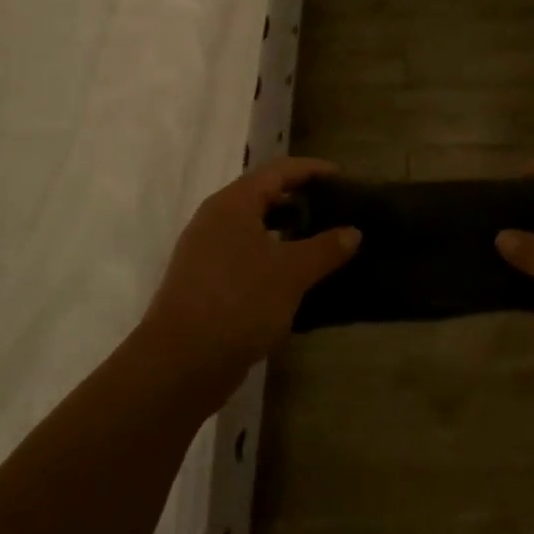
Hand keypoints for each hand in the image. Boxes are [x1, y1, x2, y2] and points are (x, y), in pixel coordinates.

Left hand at [142, 157, 359, 391]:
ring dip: (288, 232)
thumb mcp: (291, 273)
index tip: (343, 177)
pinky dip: (274, 258)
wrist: (180, 363)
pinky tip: (297, 279)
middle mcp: (216, 220)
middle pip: (264, 196)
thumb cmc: (239, 303)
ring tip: (323, 244)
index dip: (311, 169)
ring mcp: (207, 252)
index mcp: (233, 204)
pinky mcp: (206, 282)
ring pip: (255, 229)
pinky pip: (247, 256)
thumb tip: (353, 232)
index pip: (278, 171)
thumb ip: (325, 248)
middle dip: (301, 201)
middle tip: (337, 211)